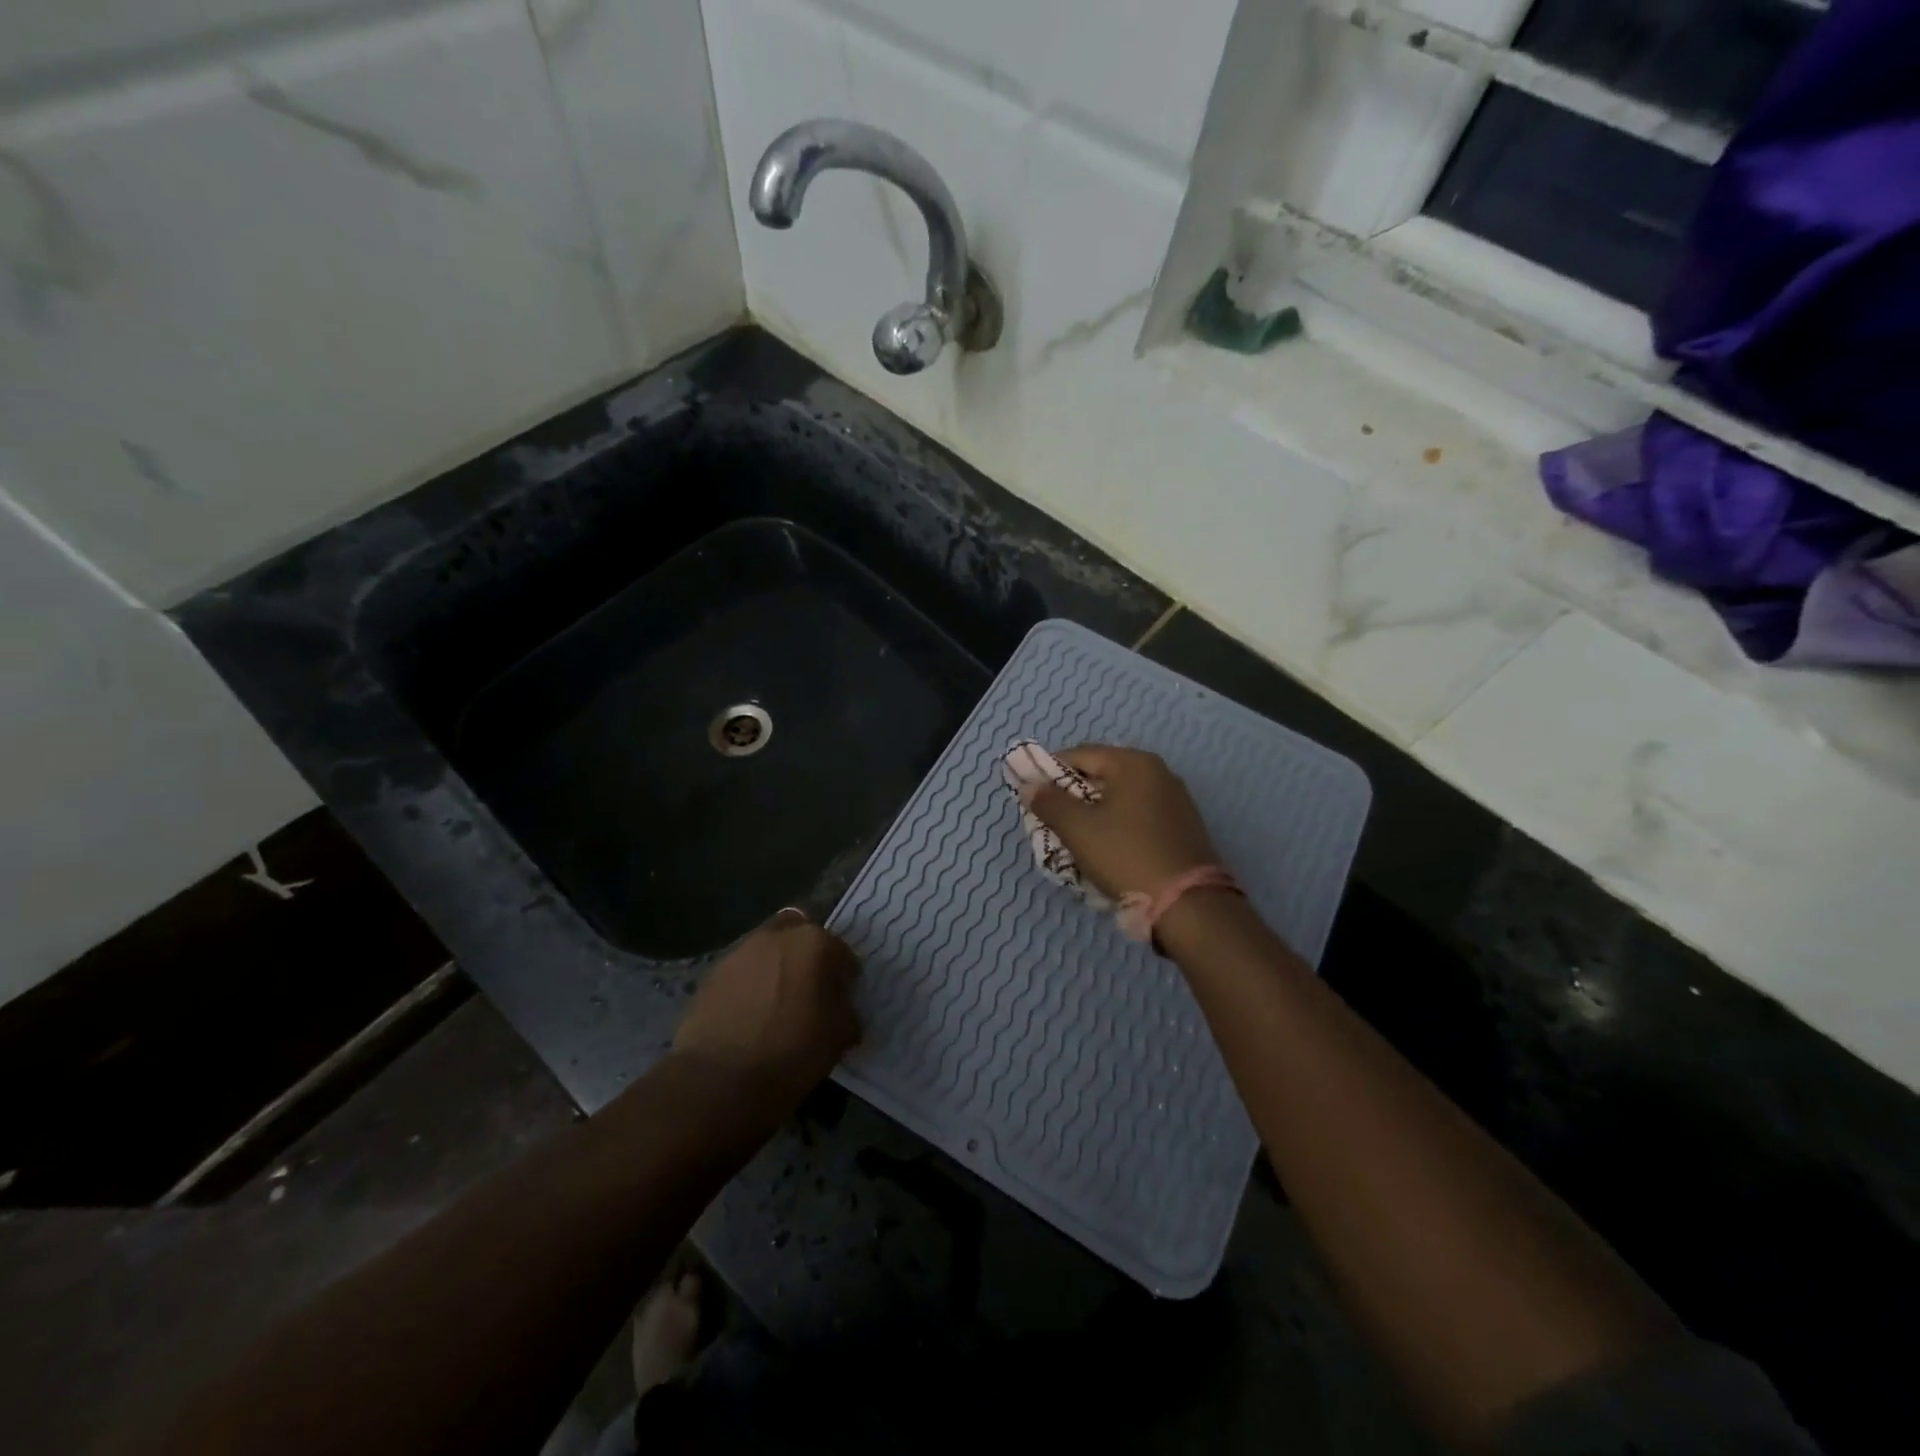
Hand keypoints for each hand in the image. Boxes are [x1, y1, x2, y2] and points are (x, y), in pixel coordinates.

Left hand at [671, 910, 860, 1108]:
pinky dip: (751, 984)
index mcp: (815, 943)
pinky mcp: (712, 974)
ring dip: (777, 968)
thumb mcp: (839, 1036)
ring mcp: (740, 951)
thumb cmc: (792, 1052)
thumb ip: (847, 1012)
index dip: (845, 978)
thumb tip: (842, 1010)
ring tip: (776, 1005)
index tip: (842, 1001)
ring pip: (769, 950)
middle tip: (810, 991)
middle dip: (809, 957)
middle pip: (802, 936)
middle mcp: (778, 935)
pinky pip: (743, 972)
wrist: (720, 1080)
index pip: (843, 953)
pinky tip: (750, 1016)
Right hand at [1024, 745, 1220, 899]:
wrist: (1188, 906)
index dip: (1050, 772)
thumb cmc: (1126, 856)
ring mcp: (1175, 801)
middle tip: (1051, 823)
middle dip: (1071, 797)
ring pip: (1119, 799)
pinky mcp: (1181, 828)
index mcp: (1134, 763)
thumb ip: (1049, 802)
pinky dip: (1116, 828)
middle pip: (1101, 776)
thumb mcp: (1078, 829)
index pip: (1080, 755)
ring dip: (1093, 815)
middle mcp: (1159, 773)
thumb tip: (1030, 786)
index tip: (1032, 797)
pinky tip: (1105, 852)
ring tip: (1074, 841)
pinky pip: (1137, 818)